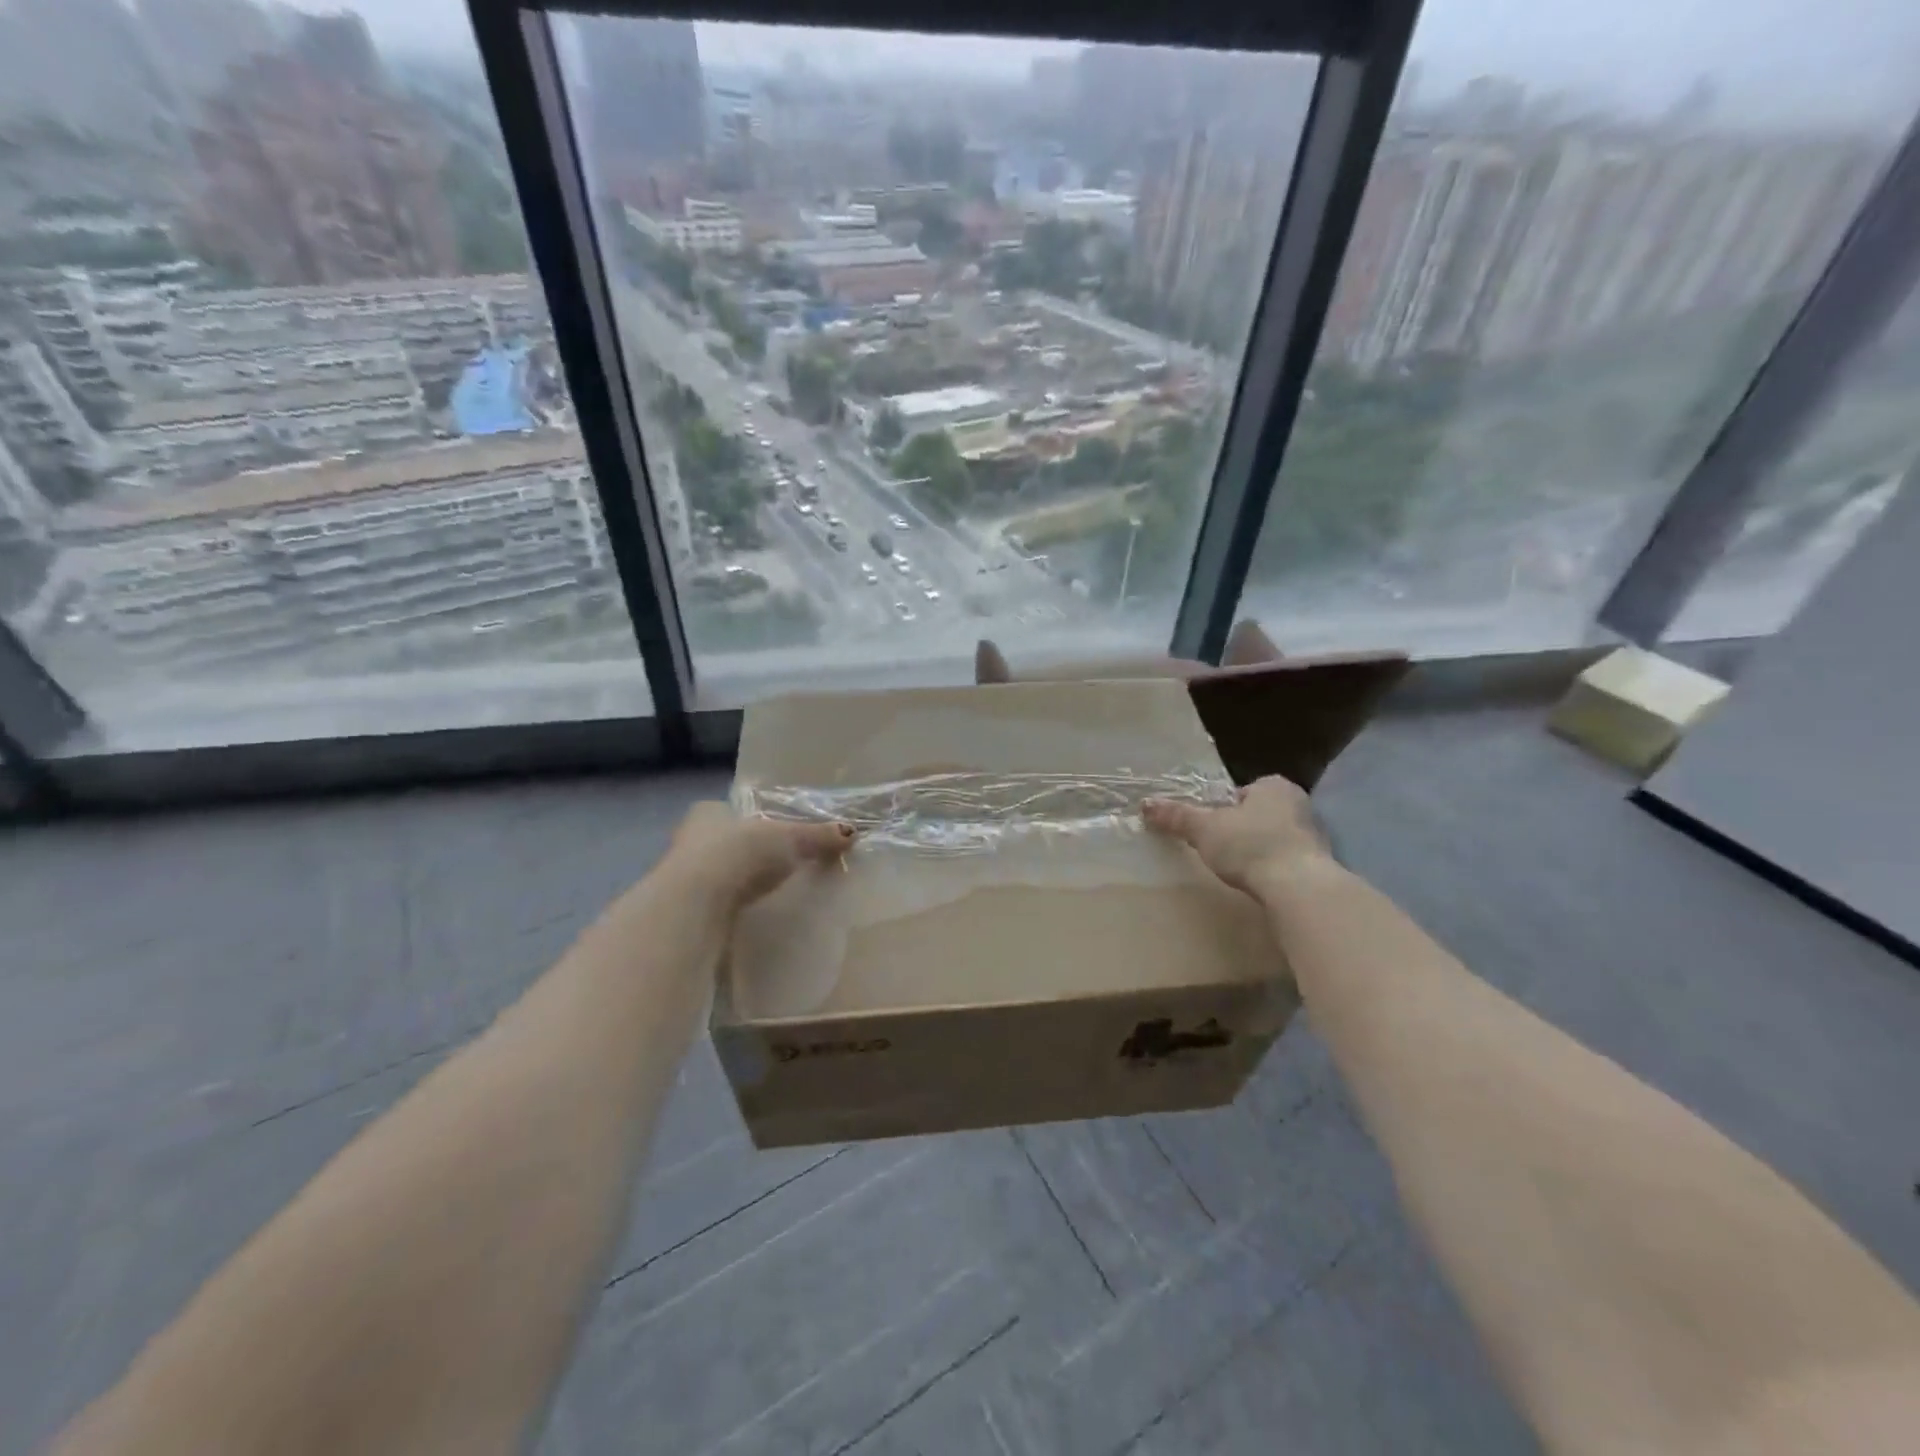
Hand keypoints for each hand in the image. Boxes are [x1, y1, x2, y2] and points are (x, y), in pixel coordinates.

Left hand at [668, 802, 855, 912]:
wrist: (695, 904)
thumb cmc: (740, 853)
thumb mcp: (789, 839)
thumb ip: (818, 836)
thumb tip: (852, 832)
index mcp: (709, 812)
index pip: (729, 811)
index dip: (751, 822)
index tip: (772, 836)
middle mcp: (688, 839)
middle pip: (721, 843)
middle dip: (744, 854)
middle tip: (774, 867)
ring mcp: (679, 878)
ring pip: (713, 875)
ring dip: (734, 884)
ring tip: (766, 895)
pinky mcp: (682, 912)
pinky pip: (711, 906)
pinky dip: (728, 910)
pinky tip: (747, 918)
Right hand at [1142, 776, 1331, 897]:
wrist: (1299, 887)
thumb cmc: (1250, 845)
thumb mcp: (1204, 829)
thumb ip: (1177, 816)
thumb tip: (1145, 804)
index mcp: (1273, 786)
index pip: (1242, 792)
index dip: (1223, 809)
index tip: (1211, 828)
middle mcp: (1299, 804)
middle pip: (1259, 814)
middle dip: (1242, 829)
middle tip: (1221, 848)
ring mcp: (1315, 835)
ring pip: (1276, 837)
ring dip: (1260, 850)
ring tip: (1239, 869)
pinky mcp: (1320, 865)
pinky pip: (1289, 861)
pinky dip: (1275, 869)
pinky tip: (1261, 882)